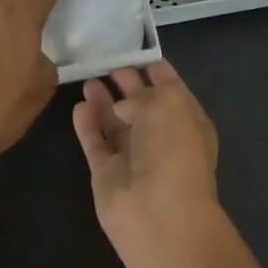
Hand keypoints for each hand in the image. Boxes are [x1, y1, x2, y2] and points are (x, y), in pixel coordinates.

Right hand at [72, 61, 220, 252]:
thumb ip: (143, 95)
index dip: (159, 72)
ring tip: (89, 79)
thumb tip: (122, 105)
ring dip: (104, 102)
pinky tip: (79, 106)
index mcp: (188, 123)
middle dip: (129, 85)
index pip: (173, 91)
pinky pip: (96, 144)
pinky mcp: (106, 174)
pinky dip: (87, 126)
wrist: (158, 214)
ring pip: (116, 124)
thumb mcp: (167, 106)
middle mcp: (162, 140)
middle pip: (143, 107)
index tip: (141, 54)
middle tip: (110, 63)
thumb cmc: (173, 152)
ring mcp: (133, 158)